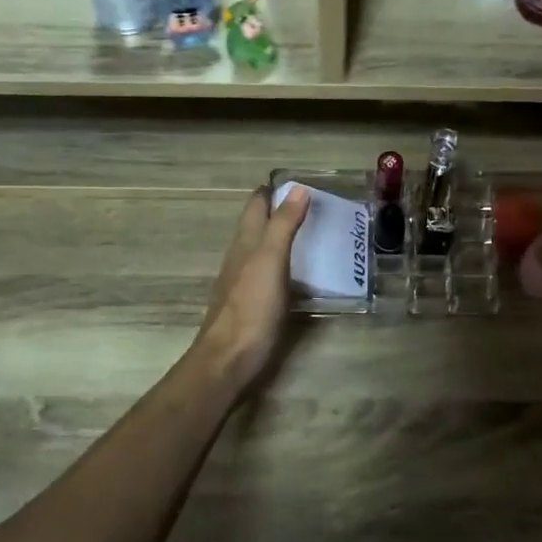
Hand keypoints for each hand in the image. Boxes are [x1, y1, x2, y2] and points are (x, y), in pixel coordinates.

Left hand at [193, 186, 310, 388]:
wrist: (228, 359)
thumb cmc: (251, 307)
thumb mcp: (271, 260)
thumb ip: (283, 225)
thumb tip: (298, 189)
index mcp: (245, 242)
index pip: (255, 206)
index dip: (272, 191)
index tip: (297, 183)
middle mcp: (240, 258)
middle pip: (257, 226)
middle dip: (278, 212)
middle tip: (312, 206)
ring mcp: (243, 283)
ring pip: (261, 250)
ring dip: (281, 239)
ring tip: (311, 235)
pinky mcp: (251, 305)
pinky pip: (268, 275)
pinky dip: (283, 265)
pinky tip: (298, 274)